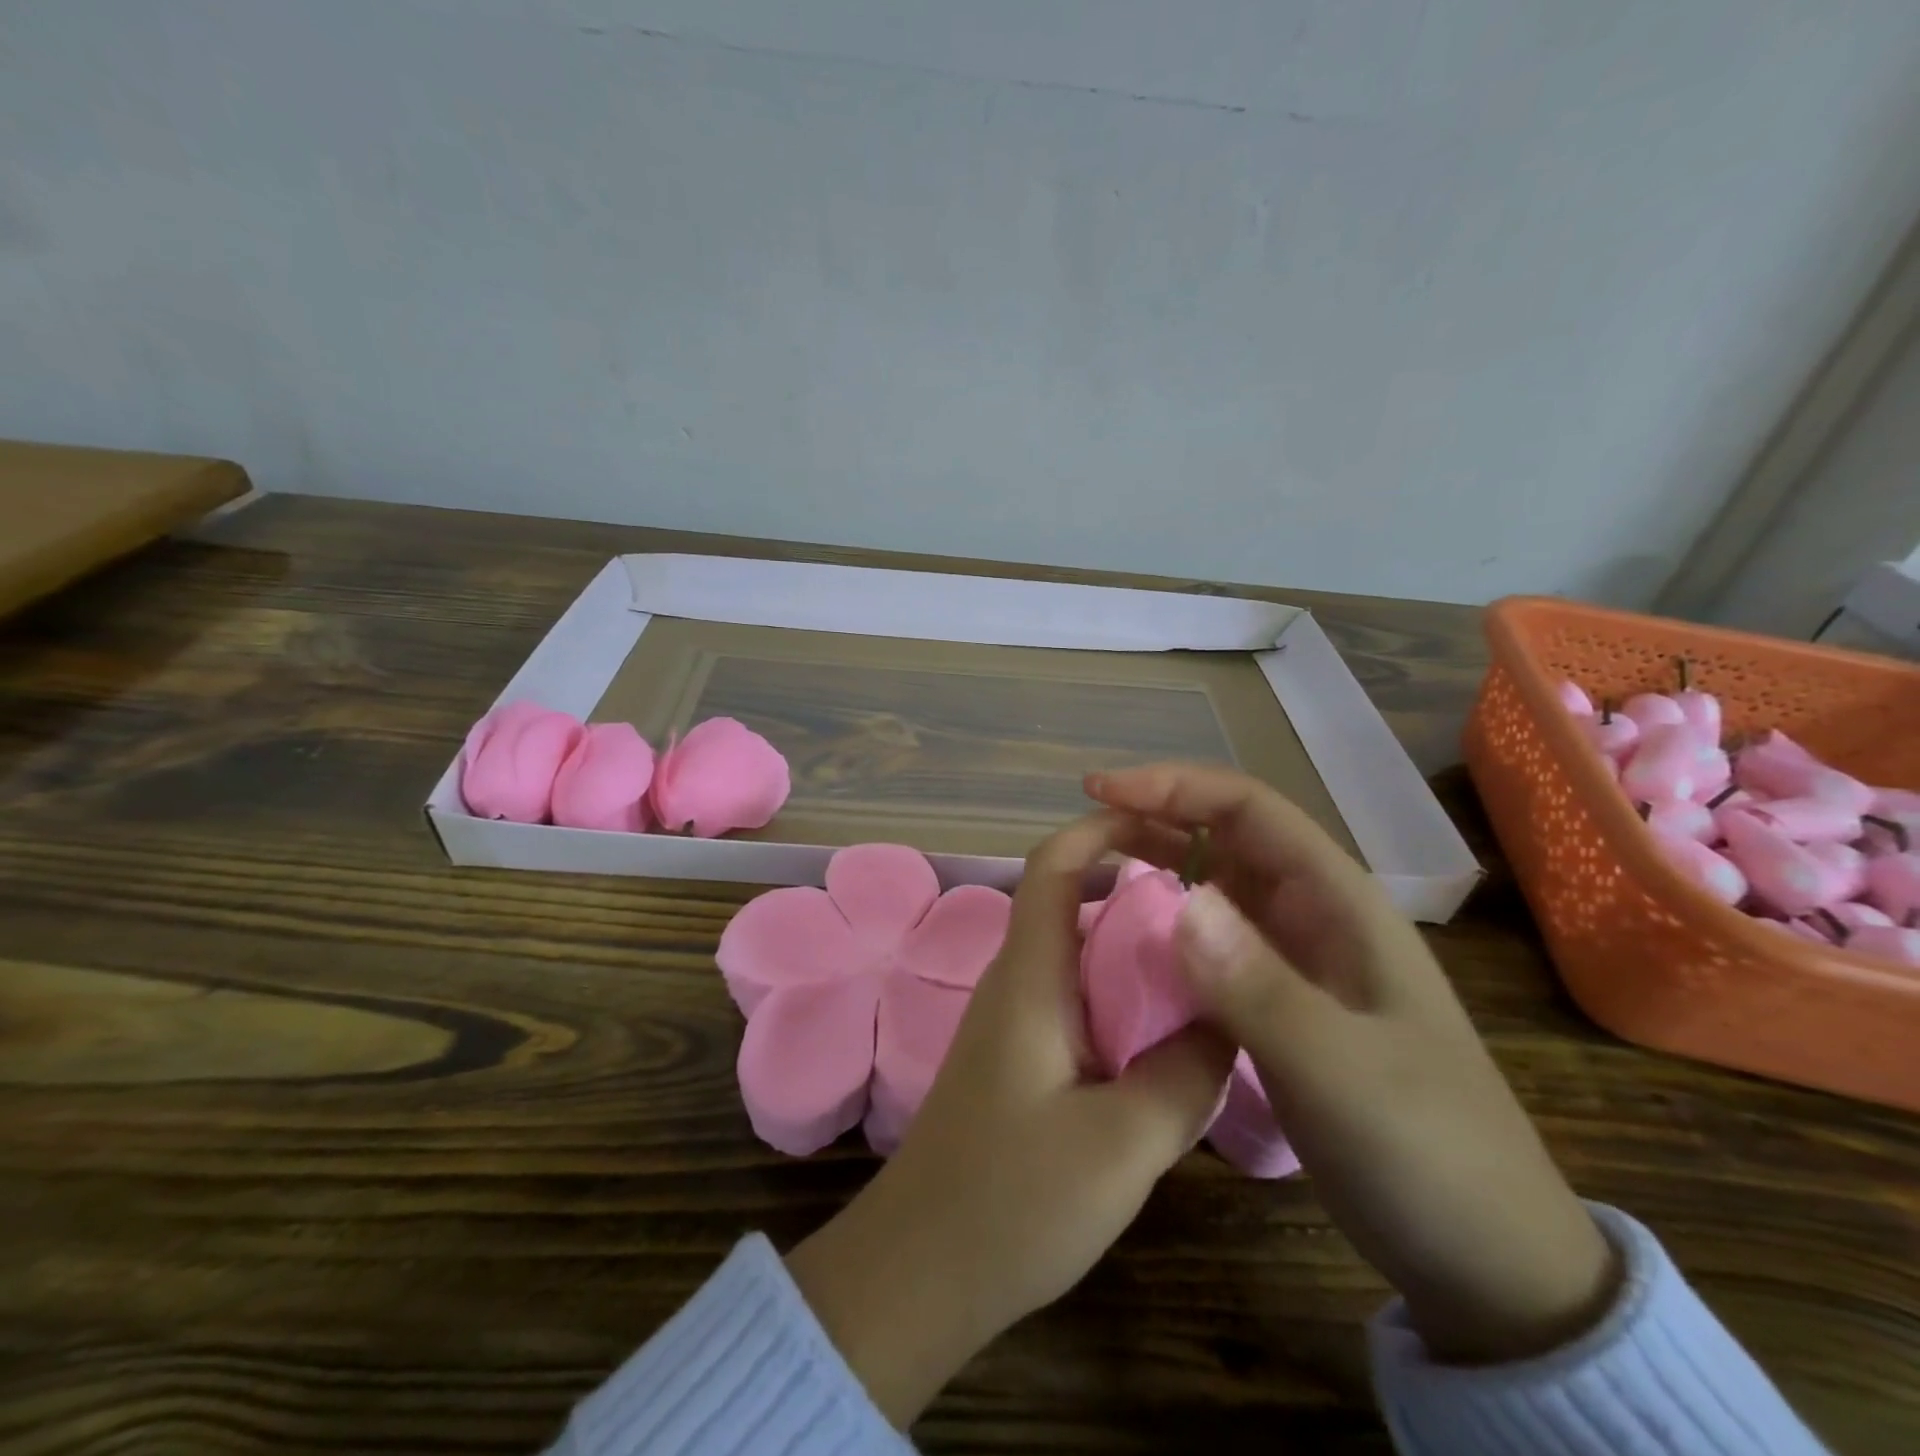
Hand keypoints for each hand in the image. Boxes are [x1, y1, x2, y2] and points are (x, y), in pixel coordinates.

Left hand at [785, 813, 1233, 1426]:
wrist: (920, 1271)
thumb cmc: (1012, 1201)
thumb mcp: (1121, 1144)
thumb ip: (1184, 1074)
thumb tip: (1228, 1016)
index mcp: (1030, 976)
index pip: (1054, 865)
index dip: (1101, 827)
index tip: (1165, 821)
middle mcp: (1017, 981)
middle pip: (1071, 899)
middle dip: (1134, 883)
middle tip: (1213, 898)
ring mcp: (1014, 1019)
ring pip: (1077, 951)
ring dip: (1132, 942)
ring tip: (1206, 957)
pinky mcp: (1020, 1056)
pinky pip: (1076, 997)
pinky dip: (1121, 991)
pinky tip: (1166, 1028)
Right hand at [1089, 763, 1618, 1365]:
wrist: (1484, 1255)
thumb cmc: (1427, 1152)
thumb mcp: (1341, 1071)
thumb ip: (1259, 987)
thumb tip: (1180, 901)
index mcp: (1338, 902)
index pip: (1248, 808)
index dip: (1172, 787)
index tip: (1099, 790)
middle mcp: (1313, 915)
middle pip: (1225, 836)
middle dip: (1155, 818)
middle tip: (1085, 833)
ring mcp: (1295, 960)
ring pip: (1214, 885)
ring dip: (1156, 867)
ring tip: (1093, 875)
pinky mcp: (1277, 1002)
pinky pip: (1210, 942)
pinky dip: (1165, 927)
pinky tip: (1127, 946)